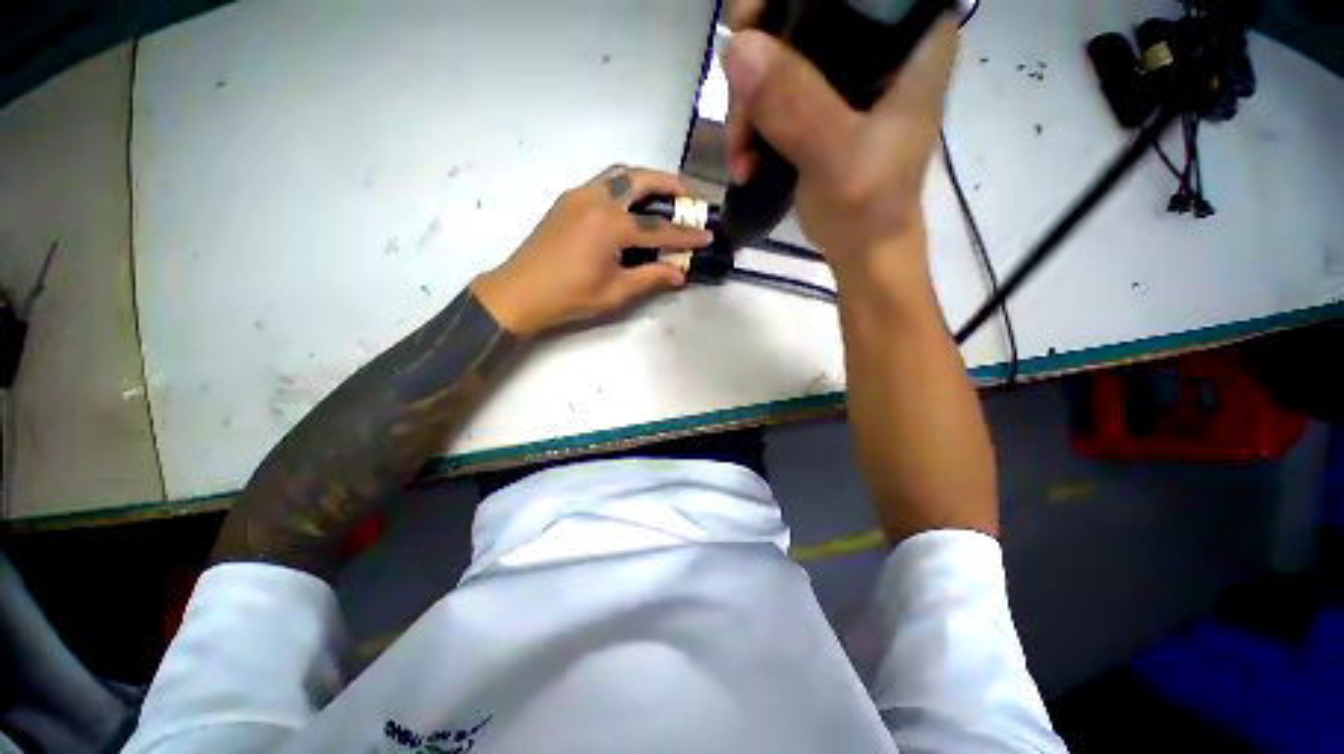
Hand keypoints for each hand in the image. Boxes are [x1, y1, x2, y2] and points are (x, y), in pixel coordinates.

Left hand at [472, 165, 711, 336]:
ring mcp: (578, 196)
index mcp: (611, 225)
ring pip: (619, 174)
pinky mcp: (567, 201)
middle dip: (670, 184)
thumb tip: (679, 274)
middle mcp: (596, 199)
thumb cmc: (570, 296)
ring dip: (645, 179)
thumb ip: (651, 278)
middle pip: (641, 180)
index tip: (708, 235)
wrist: (520, 292)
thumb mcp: (616, 292)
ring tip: (663, 194)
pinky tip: (630, 204)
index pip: (659, 228)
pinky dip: (624, 185)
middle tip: (689, 197)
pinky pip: (602, 182)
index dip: (686, 234)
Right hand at [724, 1, 957, 278]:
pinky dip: (750, 125)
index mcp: (909, 37)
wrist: (862, 249)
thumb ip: (797, 106)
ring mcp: (844, 76)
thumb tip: (736, 48)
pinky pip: (770, 94)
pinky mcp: (819, 105)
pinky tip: (745, 160)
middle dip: (756, 65)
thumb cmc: (869, 209)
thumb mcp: (838, 158)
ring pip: (776, 58)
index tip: (750, 27)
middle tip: (740, 117)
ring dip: (746, 108)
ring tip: (741, 158)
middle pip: (800, 17)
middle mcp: (877, 43)